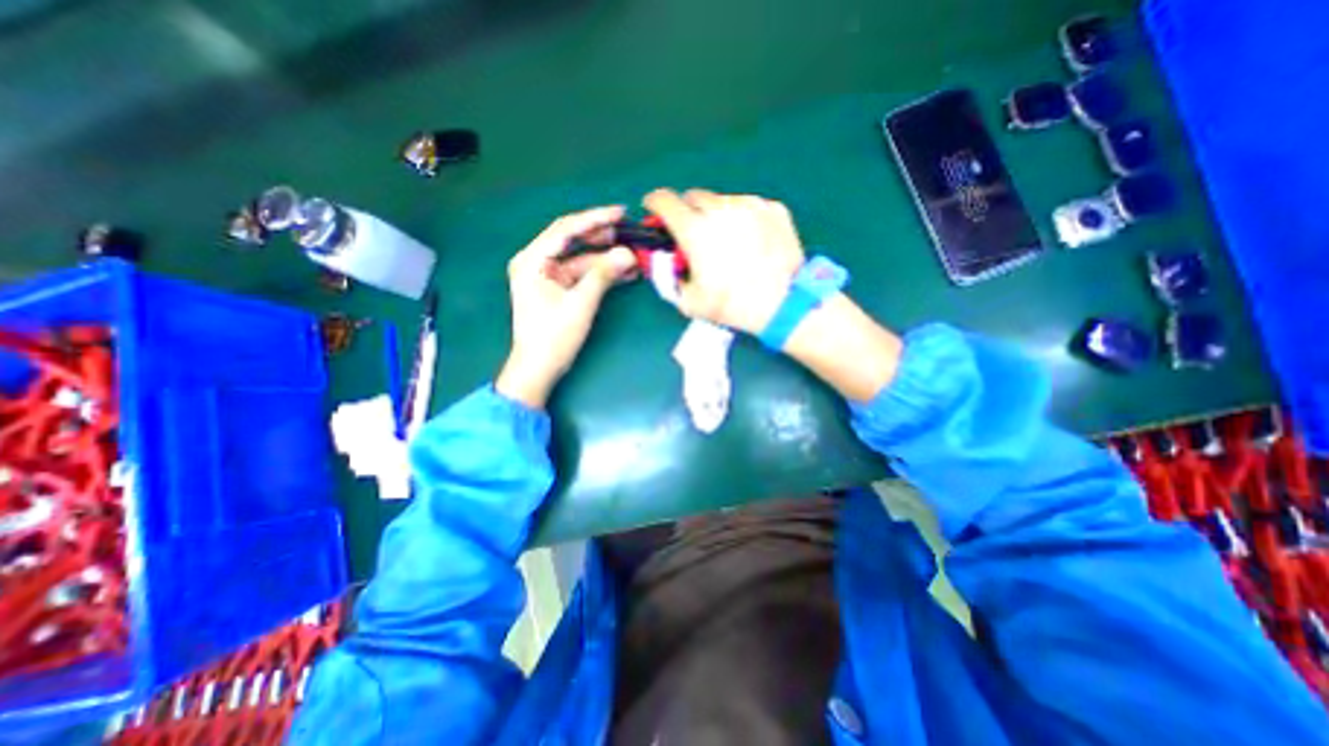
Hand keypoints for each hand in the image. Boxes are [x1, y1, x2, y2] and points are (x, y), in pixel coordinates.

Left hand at [503, 207, 640, 410]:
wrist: (538, 369)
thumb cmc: (553, 337)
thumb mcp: (580, 304)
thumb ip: (603, 275)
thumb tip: (628, 254)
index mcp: (533, 260)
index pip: (565, 229)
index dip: (594, 218)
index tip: (620, 213)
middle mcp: (537, 262)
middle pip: (573, 240)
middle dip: (602, 236)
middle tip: (629, 231)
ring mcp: (548, 276)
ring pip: (581, 258)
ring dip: (606, 258)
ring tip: (633, 254)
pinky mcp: (558, 289)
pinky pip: (582, 274)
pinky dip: (601, 273)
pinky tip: (624, 272)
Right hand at [641, 185, 803, 330]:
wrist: (782, 305)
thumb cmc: (732, 305)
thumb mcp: (688, 301)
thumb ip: (668, 277)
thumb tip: (661, 261)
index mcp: (694, 229)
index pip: (663, 200)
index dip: (654, 205)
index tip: (655, 213)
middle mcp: (720, 208)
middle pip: (693, 197)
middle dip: (687, 212)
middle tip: (694, 235)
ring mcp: (750, 205)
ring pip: (722, 201)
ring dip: (716, 215)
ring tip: (727, 241)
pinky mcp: (774, 209)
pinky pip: (750, 207)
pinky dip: (743, 219)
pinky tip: (751, 241)